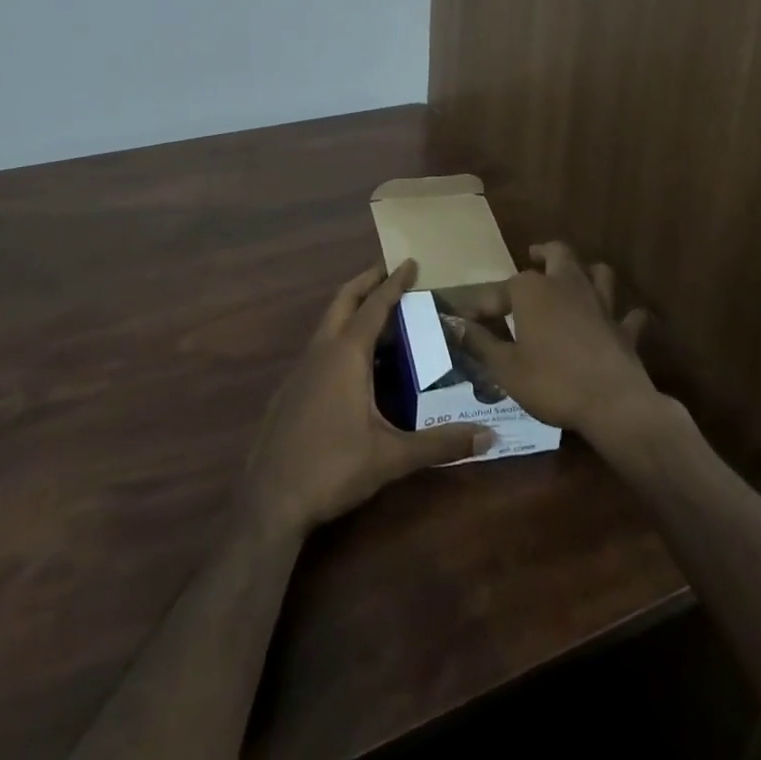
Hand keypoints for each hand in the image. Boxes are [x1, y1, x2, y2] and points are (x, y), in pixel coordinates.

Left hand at [242, 261, 495, 535]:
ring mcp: (301, 368)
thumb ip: (441, 444)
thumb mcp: (392, 457)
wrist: (270, 499)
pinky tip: (352, 360)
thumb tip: (490, 436)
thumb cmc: (333, 468)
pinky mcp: (291, 388)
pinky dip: (339, 334)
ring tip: (378, 310)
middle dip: (366, 281)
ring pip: (328, 322)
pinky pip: (320, 345)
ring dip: (351, 307)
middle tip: (388, 269)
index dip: (394, 283)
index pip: (375, 306)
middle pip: (343, 301)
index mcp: (346, 354)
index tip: (410, 261)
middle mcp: (321, 350)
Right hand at [455, 242, 660, 443]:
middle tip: (534, 257)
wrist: (612, 403)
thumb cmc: (551, 382)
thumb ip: (479, 343)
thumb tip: (455, 325)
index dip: (483, 306)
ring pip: (597, 272)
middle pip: (557, 254)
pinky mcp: (624, 328)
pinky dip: (623, 315)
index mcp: (532, 291)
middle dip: (544, 253)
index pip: (499, 291)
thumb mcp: (505, 368)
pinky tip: (619, 320)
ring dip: (586, 272)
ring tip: (576, 278)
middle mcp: (566, 285)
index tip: (468, 320)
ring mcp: (600, 304)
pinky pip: (628, 314)